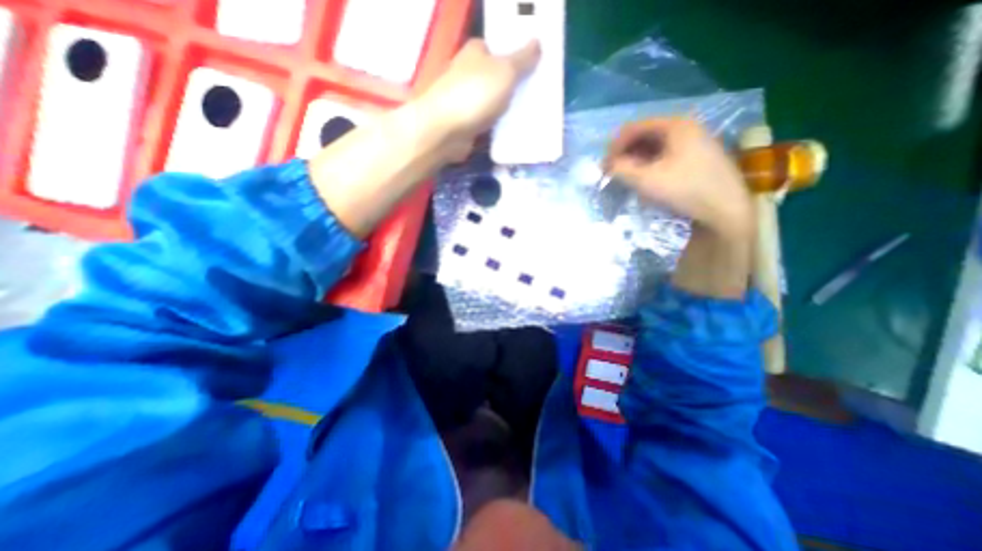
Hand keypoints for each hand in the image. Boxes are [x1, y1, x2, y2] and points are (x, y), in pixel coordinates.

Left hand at [418, 39, 539, 154]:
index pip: (497, 49)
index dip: (514, 57)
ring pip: (491, 104)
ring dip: (505, 111)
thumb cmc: (475, 94)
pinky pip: (487, 125)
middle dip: (512, 87)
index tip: (533, 70)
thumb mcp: (505, 71)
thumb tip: (537, 42)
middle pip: (495, 78)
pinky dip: (497, 129)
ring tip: (527, 116)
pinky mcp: (464, 125)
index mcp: (475, 52)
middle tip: (534, 95)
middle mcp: (467, 74)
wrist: (445, 131)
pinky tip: (511, 133)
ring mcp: (464, 102)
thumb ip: (523, 59)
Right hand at [608, 116, 753, 236]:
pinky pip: (665, 155)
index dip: (615, 146)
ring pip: (654, 146)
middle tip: (614, 172)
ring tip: (627, 177)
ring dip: (636, 160)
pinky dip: (649, 164)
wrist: (726, 209)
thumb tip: (606, 165)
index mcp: (675, 125)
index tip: (604, 166)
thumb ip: (621, 169)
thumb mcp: (646, 180)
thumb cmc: (685, 190)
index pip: (634, 127)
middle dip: (625, 153)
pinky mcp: (697, 157)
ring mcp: (694, 142)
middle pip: (645, 135)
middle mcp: (686, 127)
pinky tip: (645, 179)